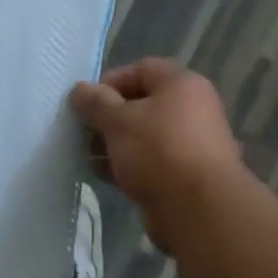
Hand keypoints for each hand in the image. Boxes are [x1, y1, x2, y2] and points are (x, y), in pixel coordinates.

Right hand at [69, 59, 242, 249]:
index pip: (141, 69)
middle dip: (108, 118)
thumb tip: (79, 89)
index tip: (86, 104)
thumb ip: (95, 103)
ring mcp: (191, 143)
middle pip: (142, 104)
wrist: (198, 208)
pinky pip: (150, 161)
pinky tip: (105, 176)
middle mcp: (191, 108)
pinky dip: (128, 165)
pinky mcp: (185, 173)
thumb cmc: (157, 151)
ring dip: (114, 144)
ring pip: (144, 135)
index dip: (110, 82)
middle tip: (83, 133)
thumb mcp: (118, 121)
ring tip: (87, 157)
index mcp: (181, 85)